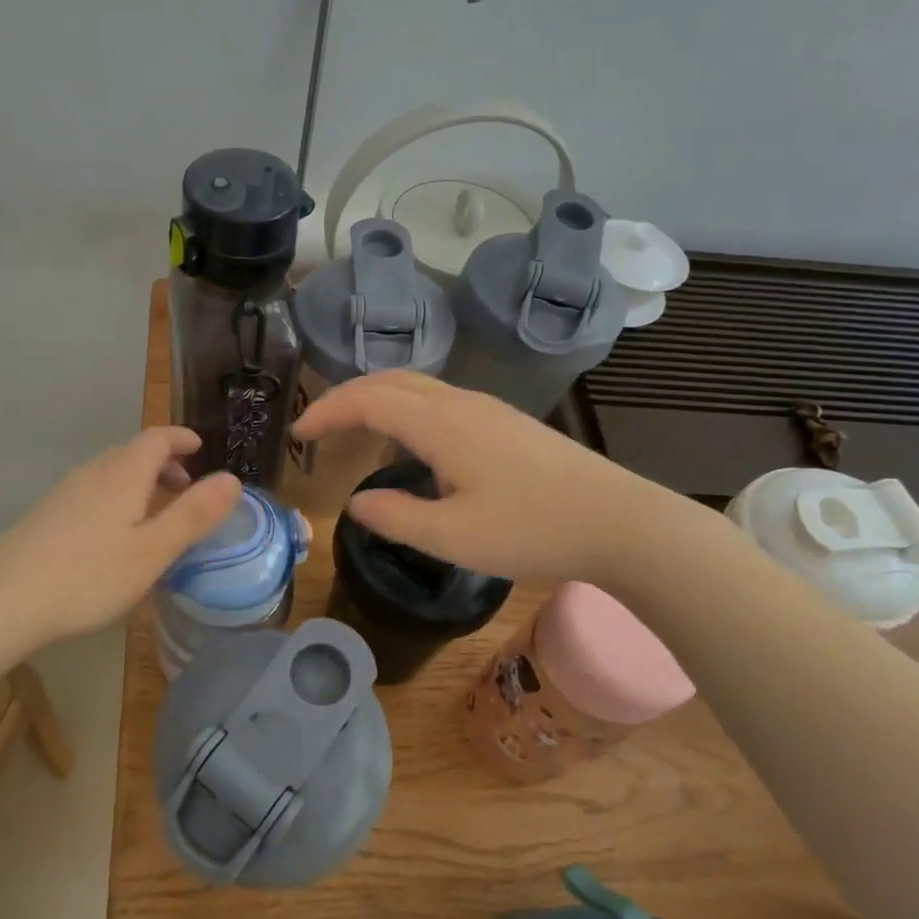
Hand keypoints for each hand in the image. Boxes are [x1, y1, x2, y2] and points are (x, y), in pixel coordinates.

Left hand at [0, 426, 242, 647]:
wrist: (1, 601)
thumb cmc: (88, 576)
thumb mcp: (153, 550)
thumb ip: (194, 514)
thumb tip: (232, 478)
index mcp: (123, 474)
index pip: (157, 438)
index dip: (181, 438)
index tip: (200, 449)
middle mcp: (93, 473)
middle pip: (133, 453)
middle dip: (164, 464)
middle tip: (186, 490)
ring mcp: (65, 494)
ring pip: (111, 474)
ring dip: (140, 484)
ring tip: (155, 516)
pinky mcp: (46, 516)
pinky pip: (93, 493)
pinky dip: (117, 500)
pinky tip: (115, 538)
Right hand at [292, 372, 678, 583]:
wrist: (621, 522)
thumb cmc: (533, 530)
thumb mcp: (453, 538)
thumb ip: (396, 517)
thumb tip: (357, 502)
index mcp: (442, 423)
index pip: (368, 399)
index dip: (327, 411)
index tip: (298, 434)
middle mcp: (461, 404)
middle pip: (391, 381)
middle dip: (347, 396)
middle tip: (318, 425)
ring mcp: (488, 410)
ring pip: (418, 387)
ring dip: (377, 398)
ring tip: (354, 428)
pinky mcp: (507, 423)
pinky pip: (439, 400)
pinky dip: (405, 408)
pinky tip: (410, 441)